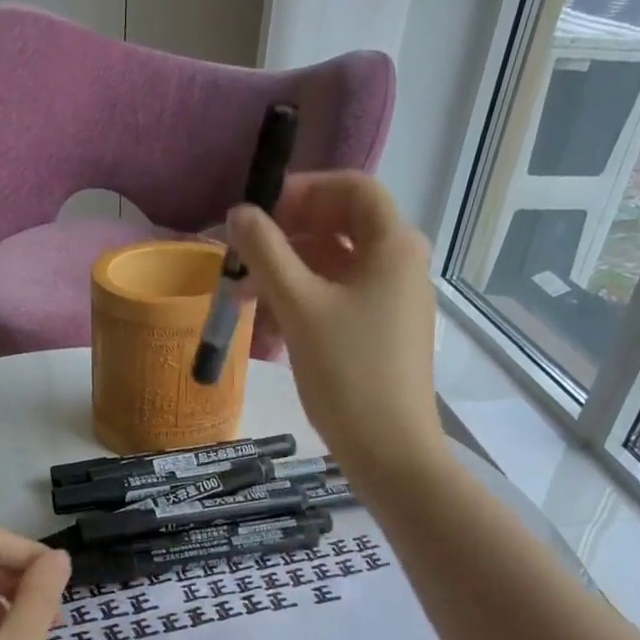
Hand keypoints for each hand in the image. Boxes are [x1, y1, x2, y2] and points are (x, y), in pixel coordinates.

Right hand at [231, 171, 443, 484]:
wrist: (389, 451)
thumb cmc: (347, 372)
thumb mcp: (300, 307)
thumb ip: (266, 253)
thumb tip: (239, 213)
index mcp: (393, 245)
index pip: (350, 189)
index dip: (302, 192)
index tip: (258, 214)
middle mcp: (400, 265)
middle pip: (339, 229)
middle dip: (286, 240)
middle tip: (241, 257)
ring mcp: (393, 302)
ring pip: (334, 269)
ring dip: (287, 276)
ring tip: (243, 299)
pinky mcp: (381, 334)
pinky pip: (339, 302)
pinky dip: (304, 305)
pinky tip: (268, 330)